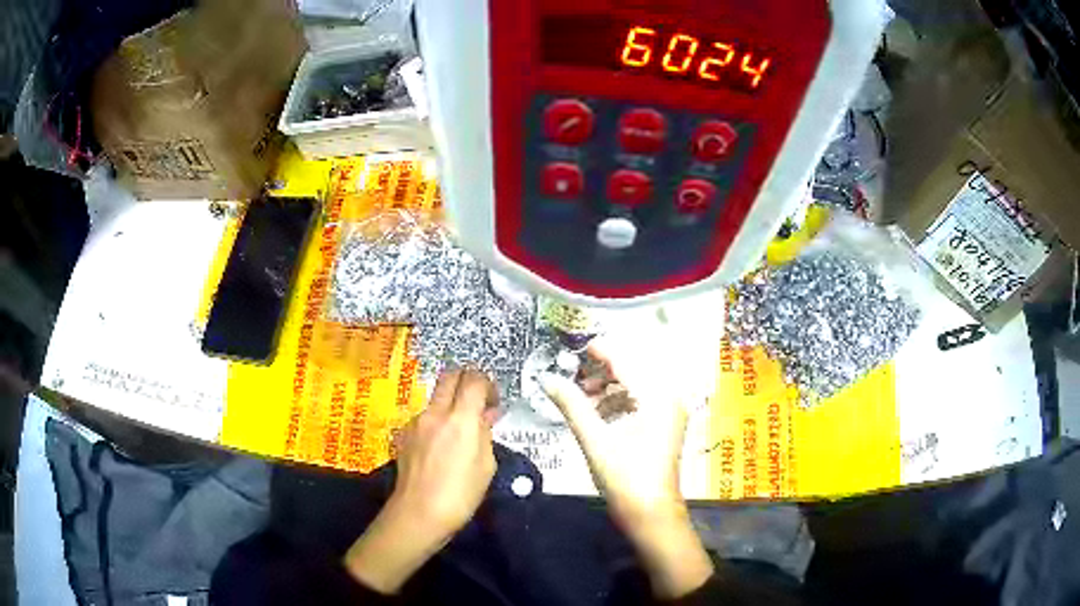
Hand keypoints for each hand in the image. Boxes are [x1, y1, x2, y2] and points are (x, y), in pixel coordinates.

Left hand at [345, 370, 497, 593]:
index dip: (488, 385)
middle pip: (450, 376)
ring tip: (459, 432)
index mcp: (461, 419)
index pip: (475, 380)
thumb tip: (485, 416)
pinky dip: (436, 421)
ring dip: (450, 404)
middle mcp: (435, 413)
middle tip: (477, 402)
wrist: (418, 513)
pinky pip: (425, 417)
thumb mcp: (486, 466)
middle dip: (467, 381)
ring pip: (436, 398)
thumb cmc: (461, 495)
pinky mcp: (404, 434)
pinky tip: (440, 448)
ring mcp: (415, 422)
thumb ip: (485, 434)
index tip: (493, 402)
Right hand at [541, 342, 713, 599]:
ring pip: (635, 387)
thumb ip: (572, 404)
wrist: (651, 515)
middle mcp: (668, 398)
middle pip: (632, 371)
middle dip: (601, 370)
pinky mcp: (664, 426)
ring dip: (607, 388)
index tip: (573, 347)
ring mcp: (669, 413)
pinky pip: (640, 402)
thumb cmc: (625, 478)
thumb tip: (547, 378)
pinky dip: (617, 403)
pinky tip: (596, 413)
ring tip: (579, 396)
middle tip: (571, 375)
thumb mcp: (595, 439)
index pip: (625, 361)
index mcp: (657, 396)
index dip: (599, 351)